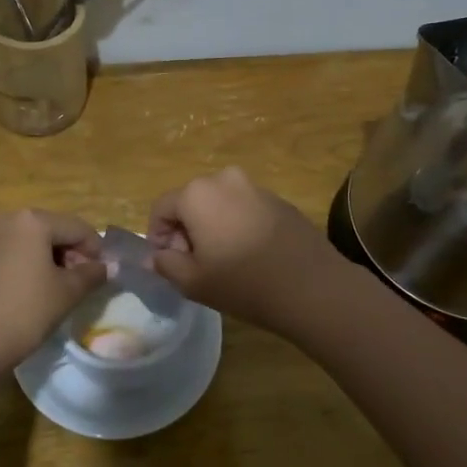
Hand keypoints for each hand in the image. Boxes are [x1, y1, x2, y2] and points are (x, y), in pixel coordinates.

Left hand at [0, 209, 105, 375]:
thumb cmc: (25, 311)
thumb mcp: (66, 293)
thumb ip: (92, 274)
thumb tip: (110, 267)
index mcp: (33, 220)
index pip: (78, 228)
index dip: (96, 250)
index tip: (105, 275)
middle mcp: (9, 220)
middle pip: (55, 230)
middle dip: (74, 254)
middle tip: (84, 284)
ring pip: (35, 242)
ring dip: (54, 260)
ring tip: (62, 290)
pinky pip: (16, 252)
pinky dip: (32, 265)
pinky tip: (38, 291)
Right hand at [146, 167, 344, 333]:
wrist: (312, 287)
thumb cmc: (243, 283)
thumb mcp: (193, 281)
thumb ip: (165, 264)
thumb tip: (155, 256)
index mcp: (197, 194)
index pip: (161, 208)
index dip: (157, 235)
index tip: (167, 261)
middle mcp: (224, 179)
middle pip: (190, 201)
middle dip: (185, 229)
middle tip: (193, 263)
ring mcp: (255, 187)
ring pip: (219, 203)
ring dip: (212, 226)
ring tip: (223, 260)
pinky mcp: (279, 200)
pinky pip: (244, 208)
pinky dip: (237, 225)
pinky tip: (249, 255)